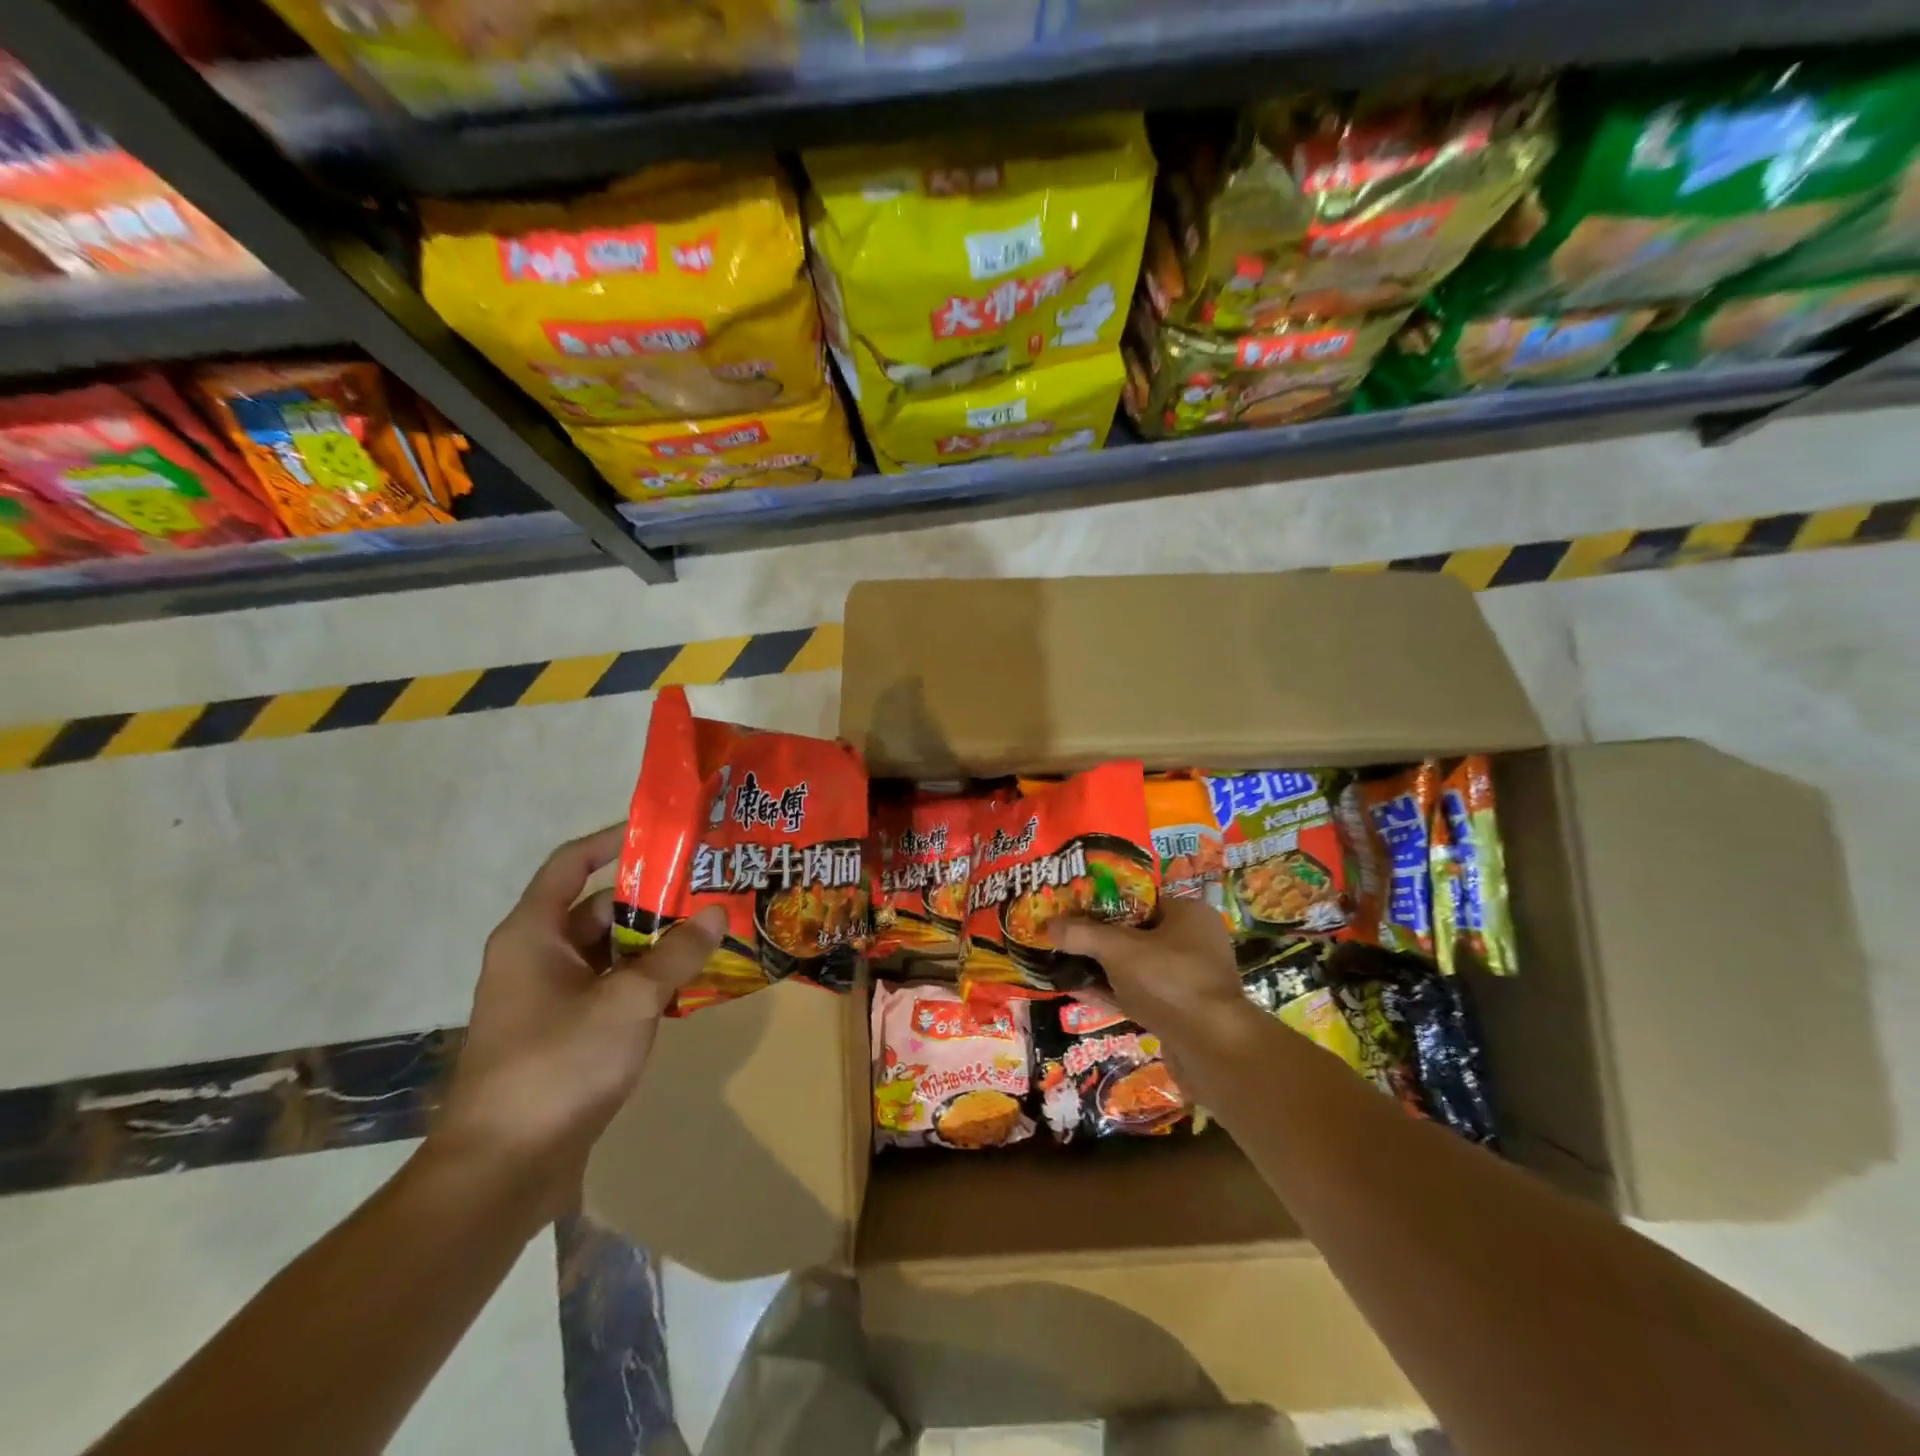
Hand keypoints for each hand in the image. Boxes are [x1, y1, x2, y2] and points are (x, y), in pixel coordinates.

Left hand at [433, 825, 723, 1216]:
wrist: (502, 1171)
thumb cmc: (558, 1067)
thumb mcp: (629, 1002)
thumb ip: (676, 954)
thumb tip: (717, 913)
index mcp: (533, 935)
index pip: (571, 864)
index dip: (613, 841)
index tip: (665, 834)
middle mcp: (536, 957)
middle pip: (598, 908)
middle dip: (652, 898)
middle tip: (707, 886)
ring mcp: (549, 998)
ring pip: (609, 952)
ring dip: (655, 942)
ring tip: (711, 929)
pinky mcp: (564, 1033)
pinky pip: (611, 988)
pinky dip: (646, 980)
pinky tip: (691, 981)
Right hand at [1051, 898, 1265, 1081]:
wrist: (1212, 1050)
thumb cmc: (1169, 981)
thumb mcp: (1119, 949)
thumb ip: (1082, 934)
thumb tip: (1048, 925)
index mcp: (1188, 914)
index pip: (1139, 897)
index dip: (1102, 900)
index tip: (1071, 904)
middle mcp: (1193, 942)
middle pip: (1135, 932)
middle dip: (1098, 935)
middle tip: (1063, 932)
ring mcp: (1186, 980)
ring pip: (1134, 966)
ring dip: (1100, 965)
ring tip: (1062, 960)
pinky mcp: (1177, 1012)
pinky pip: (1136, 993)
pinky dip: (1109, 990)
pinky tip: (1075, 989)